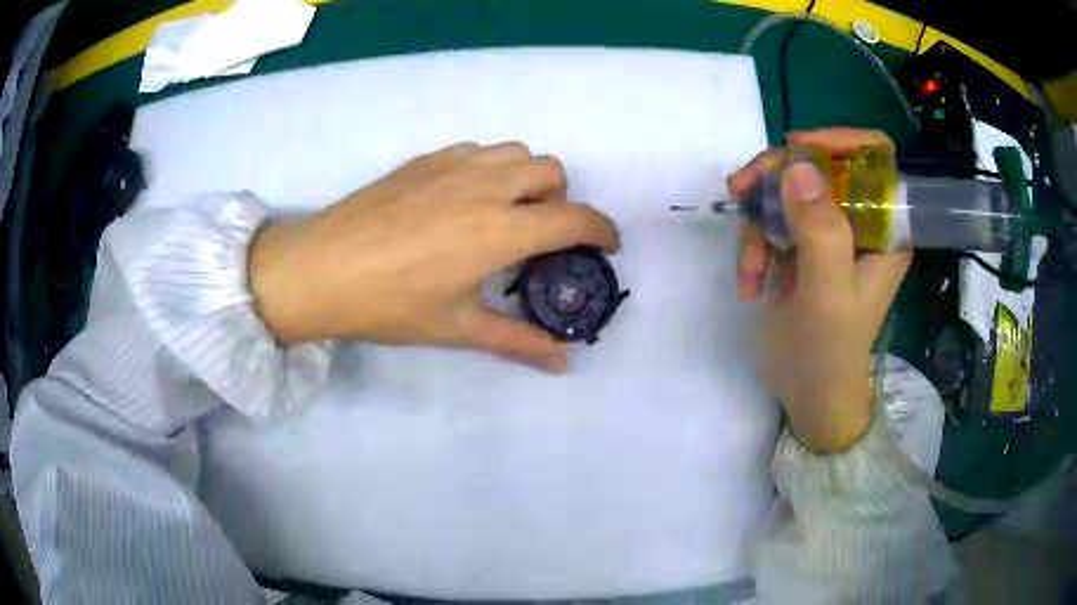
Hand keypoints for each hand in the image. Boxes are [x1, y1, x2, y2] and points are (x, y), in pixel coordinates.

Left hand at [248, 142, 619, 372]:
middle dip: (562, 198)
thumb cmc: (387, 305)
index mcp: (498, 230)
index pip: (574, 218)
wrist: (318, 269)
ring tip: (505, 211)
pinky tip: (464, 198)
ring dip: (527, 177)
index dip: (602, 231)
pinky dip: (490, 168)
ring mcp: (452, 166)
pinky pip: (477, 150)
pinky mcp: (424, 160)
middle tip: (542, 233)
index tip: (607, 246)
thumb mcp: (456, 328)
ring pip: (515, 151)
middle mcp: (484, 187)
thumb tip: (563, 363)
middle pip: (551, 169)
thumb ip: (517, 341)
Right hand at [729, 128, 911, 450]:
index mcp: (886, 227)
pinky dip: (752, 244)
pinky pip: (770, 218)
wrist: (808, 395)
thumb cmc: (830, 352)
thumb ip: (820, 231)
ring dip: (757, 221)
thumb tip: (796, 166)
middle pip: (820, 165)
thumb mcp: (827, 295)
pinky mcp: (801, 244)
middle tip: (740, 190)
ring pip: (786, 190)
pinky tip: (748, 281)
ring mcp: (828, 231)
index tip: (797, 149)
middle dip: (778, 176)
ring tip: (748, 267)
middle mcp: (860, 220)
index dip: (839, 140)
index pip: (875, 155)